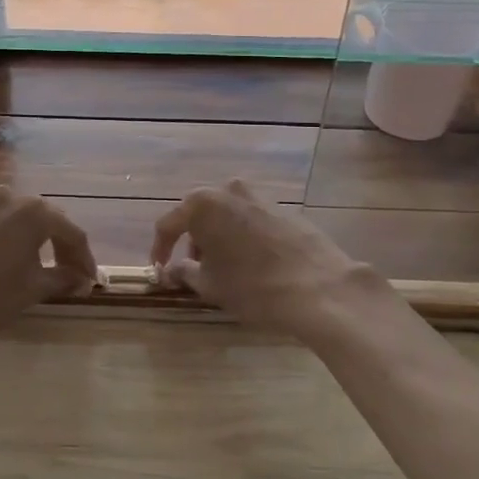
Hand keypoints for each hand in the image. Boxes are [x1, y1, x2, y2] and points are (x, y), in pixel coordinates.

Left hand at [0, 186, 96, 350]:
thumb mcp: (33, 289)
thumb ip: (63, 278)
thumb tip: (83, 280)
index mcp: (34, 212)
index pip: (71, 232)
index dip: (84, 258)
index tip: (89, 280)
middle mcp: (9, 197)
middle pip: (45, 219)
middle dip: (59, 245)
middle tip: (68, 271)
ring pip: (16, 217)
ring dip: (32, 238)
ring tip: (37, 264)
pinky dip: (4, 237)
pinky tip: (3, 259)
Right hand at [150, 180, 395, 345]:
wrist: (319, 287)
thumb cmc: (252, 286)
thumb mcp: (210, 284)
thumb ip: (183, 272)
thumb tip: (171, 270)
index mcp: (202, 204)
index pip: (168, 224)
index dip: (160, 249)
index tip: (160, 270)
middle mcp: (229, 190)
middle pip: (198, 214)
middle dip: (191, 240)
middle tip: (192, 268)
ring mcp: (259, 195)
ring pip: (226, 214)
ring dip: (218, 237)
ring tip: (224, 268)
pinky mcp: (283, 207)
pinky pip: (250, 219)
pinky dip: (242, 236)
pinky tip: (251, 262)